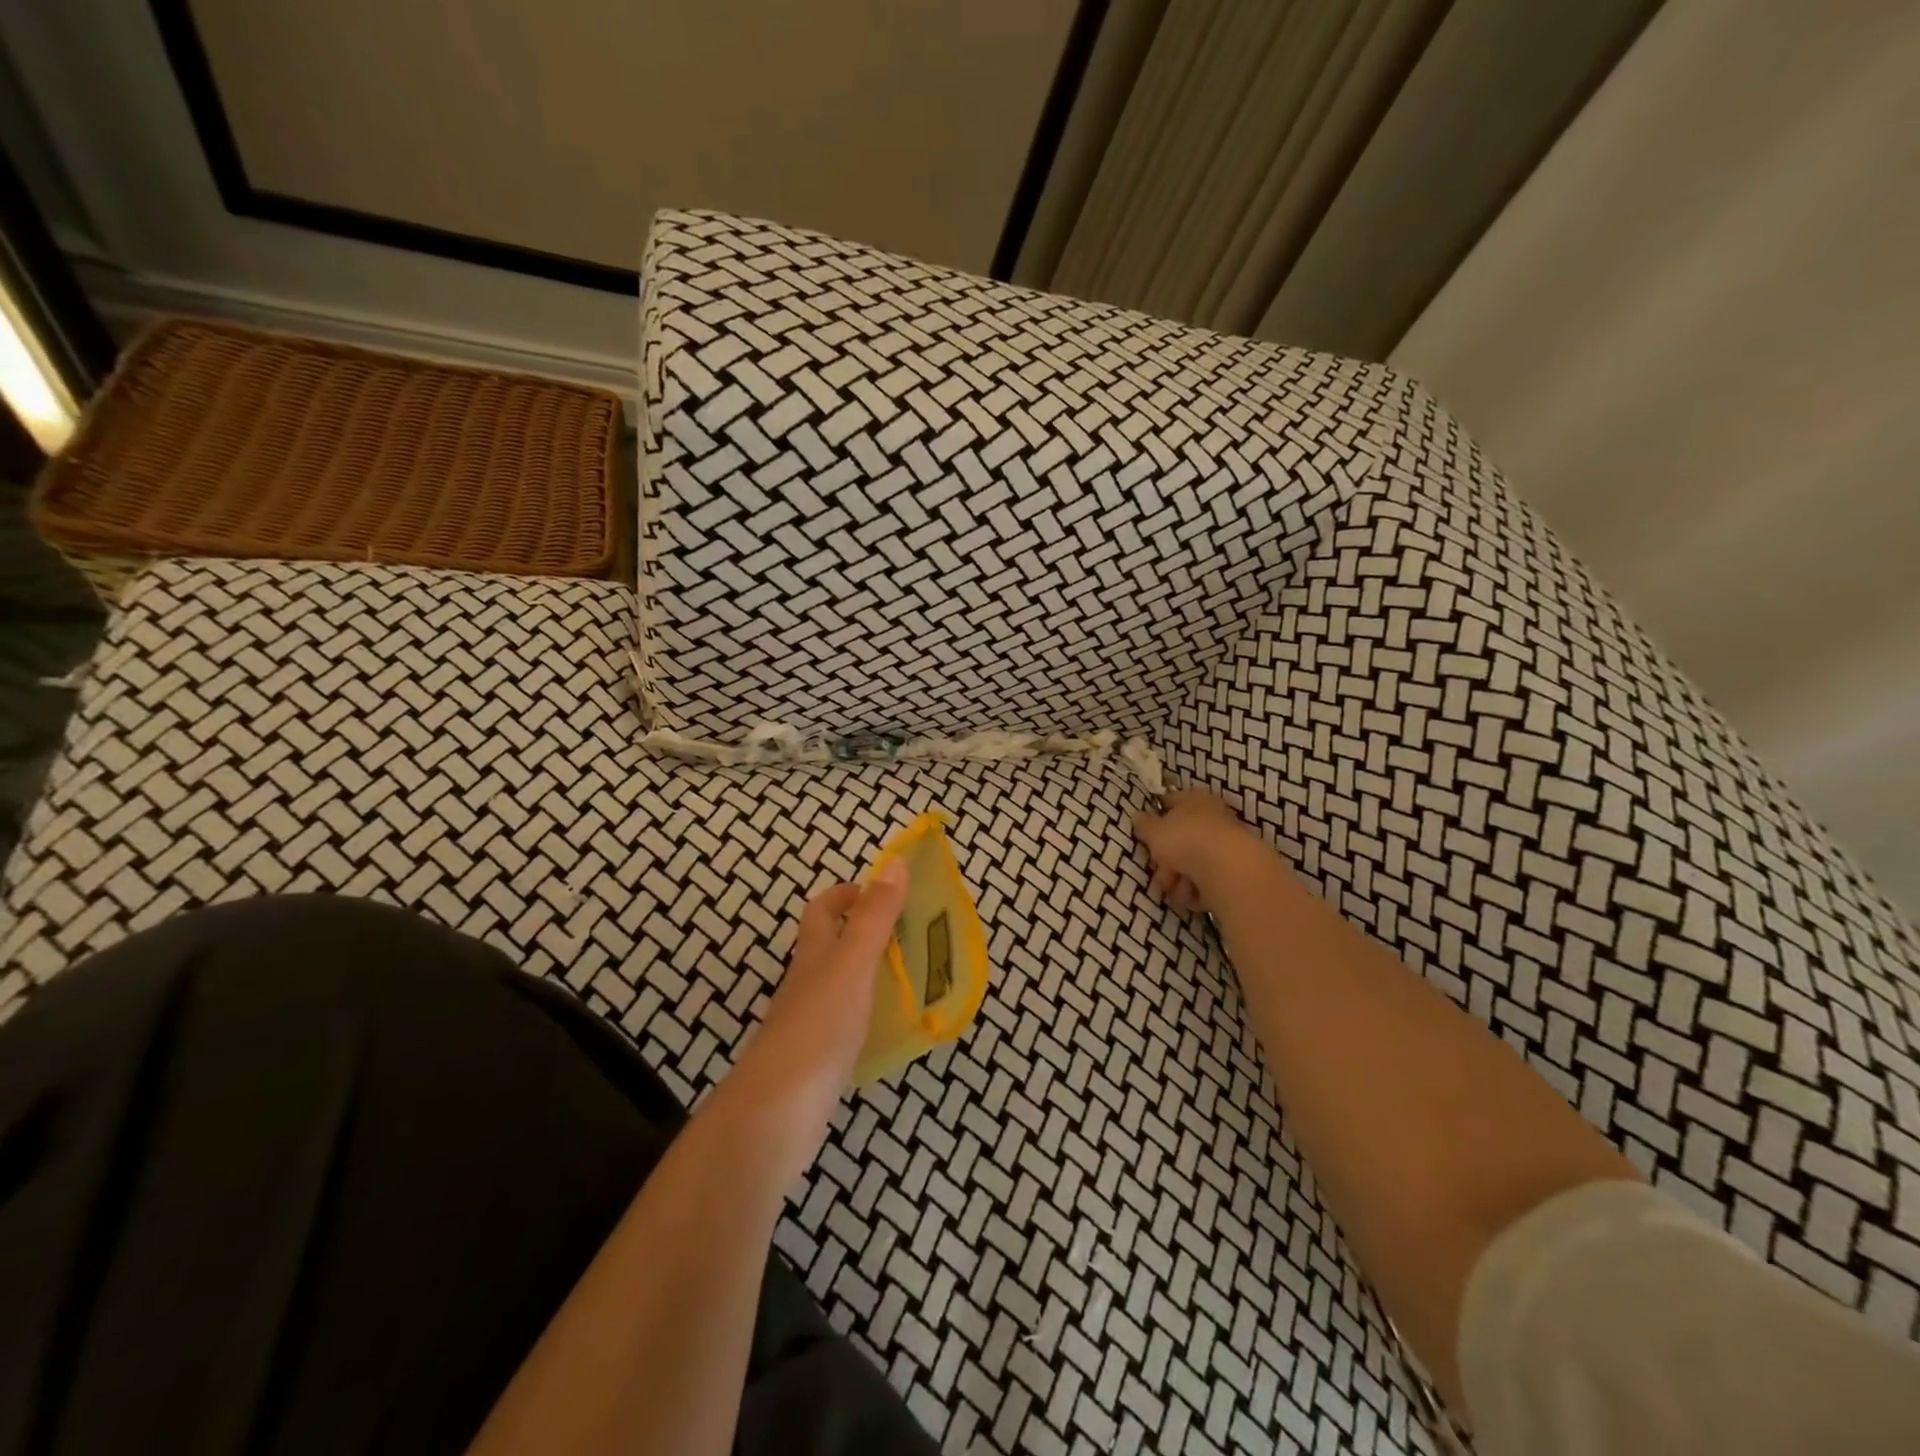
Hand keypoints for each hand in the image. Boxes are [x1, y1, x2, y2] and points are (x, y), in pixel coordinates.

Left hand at [726, 860, 907, 1164]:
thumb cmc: (819, 1024)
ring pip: (840, 985)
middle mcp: (807, 983)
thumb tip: (895, 862)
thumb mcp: (853, 963)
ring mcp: (809, 1023)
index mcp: (814, 954)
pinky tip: (894, 1028)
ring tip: (914, 977)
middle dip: (864, 933)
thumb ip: (874, 916)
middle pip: (830, 946)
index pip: (822, 910)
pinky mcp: (817, 1060)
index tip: (881, 890)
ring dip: (871, 975)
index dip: (846, 894)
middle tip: (911, 934)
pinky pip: (847, 1024)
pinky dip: (870, 1016)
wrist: (778, 1110)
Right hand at [1135, 788, 1268, 913]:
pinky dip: (1199, 889)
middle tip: (1161, 876)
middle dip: (1166, 861)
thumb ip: (1143, 824)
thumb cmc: (1186, 841)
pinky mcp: (1234, 870)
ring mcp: (1225, 844)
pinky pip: (1208, 879)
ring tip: (1178, 891)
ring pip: (1193, 862)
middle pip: (1181, 838)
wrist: (1230, 870)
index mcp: (1193, 799)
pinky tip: (1194, 896)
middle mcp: (1212, 817)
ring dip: (1180, 879)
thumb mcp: (1154, 831)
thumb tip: (1138, 817)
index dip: (1155, 816)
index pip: (1170, 801)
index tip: (1145, 834)